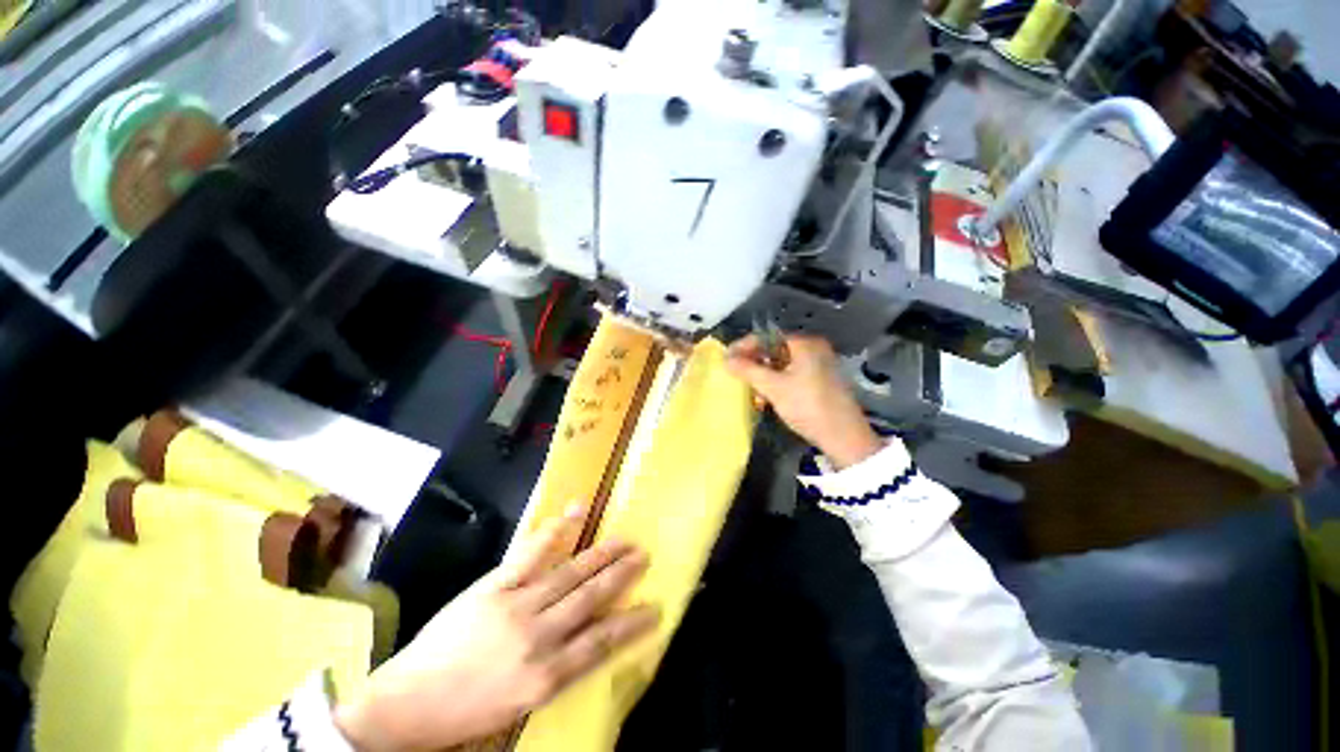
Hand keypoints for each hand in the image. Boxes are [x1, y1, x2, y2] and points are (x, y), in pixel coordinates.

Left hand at [335, 508, 658, 750]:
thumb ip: (556, 674)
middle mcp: (538, 638)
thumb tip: (588, 645)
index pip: (602, 643)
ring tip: (622, 539)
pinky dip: (552, 534)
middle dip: (621, 575)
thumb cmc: (466, 713)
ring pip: (569, 575)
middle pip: (590, 599)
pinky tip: (570, 516)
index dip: (632, 623)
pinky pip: (529, 555)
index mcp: (545, 677)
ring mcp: (516, 607)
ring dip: (599, 554)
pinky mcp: (493, 587)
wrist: (407, 705)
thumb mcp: (519, 707)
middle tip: (643, 555)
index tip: (655, 607)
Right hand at [727, 334, 883, 468]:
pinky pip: (791, 374)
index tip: (727, 359)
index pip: (767, 337)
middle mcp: (814, 348)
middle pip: (774, 350)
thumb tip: (726, 359)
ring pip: (781, 364)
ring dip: (764, 376)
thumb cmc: (807, 406)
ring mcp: (819, 364)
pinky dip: (777, 383)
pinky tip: (768, 397)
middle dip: (754, 363)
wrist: (843, 437)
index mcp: (805, 343)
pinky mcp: (820, 380)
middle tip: (738, 375)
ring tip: (753, 391)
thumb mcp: (773, 387)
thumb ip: (748, 370)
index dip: (744, 346)